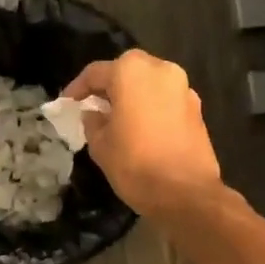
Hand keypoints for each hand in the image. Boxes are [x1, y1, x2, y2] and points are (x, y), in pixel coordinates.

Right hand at [63, 50, 223, 216]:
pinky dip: (151, 106)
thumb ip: (92, 122)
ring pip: (149, 82)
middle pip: (127, 70)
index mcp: (131, 72)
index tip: (67, 104)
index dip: (77, 88)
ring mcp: (183, 88)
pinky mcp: (197, 108)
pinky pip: (166, 98)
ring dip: (132, 94)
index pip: (95, 73)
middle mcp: (160, 70)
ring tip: (117, 117)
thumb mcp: (100, 145)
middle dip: (109, 85)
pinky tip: (141, 128)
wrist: (186, 194)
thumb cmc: (135, 164)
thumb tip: (94, 113)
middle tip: (94, 105)